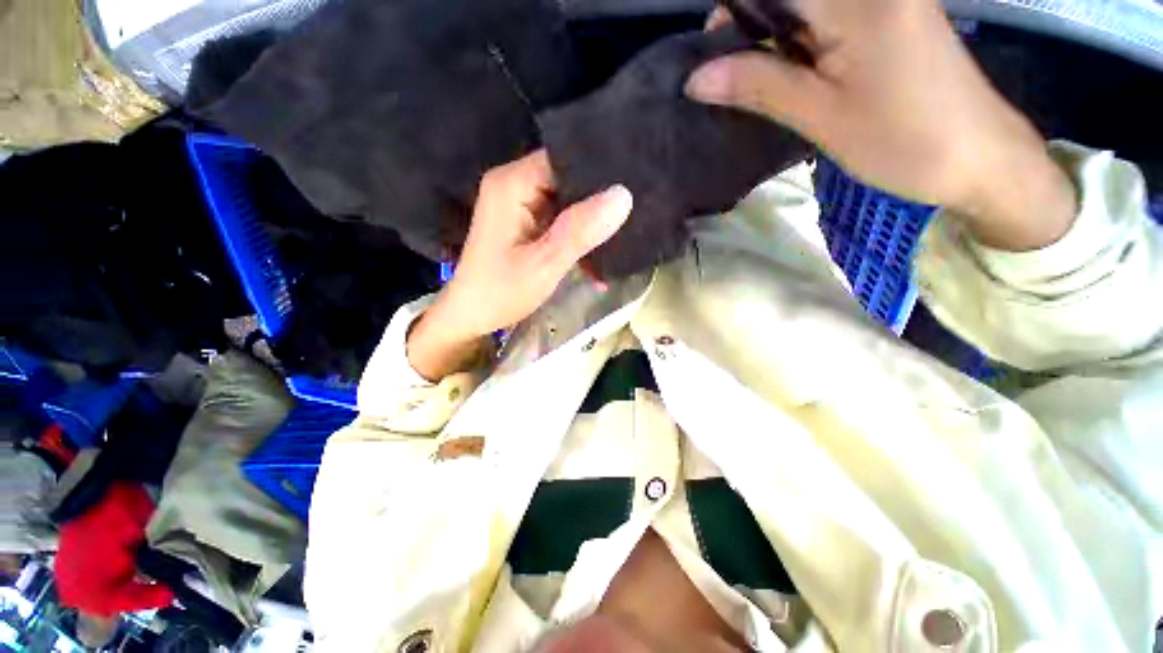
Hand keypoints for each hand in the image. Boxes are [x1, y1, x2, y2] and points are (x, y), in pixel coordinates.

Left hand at [407, 150, 632, 380]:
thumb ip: (579, 231)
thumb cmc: (501, 292)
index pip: (564, 158)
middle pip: (566, 177)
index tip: (632, 186)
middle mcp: (513, 184)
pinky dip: (575, 235)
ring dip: (589, 222)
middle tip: (634, 215)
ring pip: (565, 200)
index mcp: (512, 184)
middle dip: (597, 200)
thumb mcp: (544, 264)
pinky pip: (558, 218)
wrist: (471, 315)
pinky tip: (596, 256)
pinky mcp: (523, 221)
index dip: (597, 171)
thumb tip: (622, 196)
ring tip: (624, 235)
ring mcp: (518, 203)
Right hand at [688, 0, 1075, 250]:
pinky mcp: (893, 15)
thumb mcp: (821, 116)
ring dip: (776, 37)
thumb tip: (696, 79)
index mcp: (858, 1)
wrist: (979, 157)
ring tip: (761, 79)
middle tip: (733, 72)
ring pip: (808, 7)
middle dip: (753, 25)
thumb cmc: (903, 141)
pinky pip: (831, 15)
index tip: (714, 51)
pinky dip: (802, 40)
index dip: (736, 9)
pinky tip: (795, 72)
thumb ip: (758, 86)